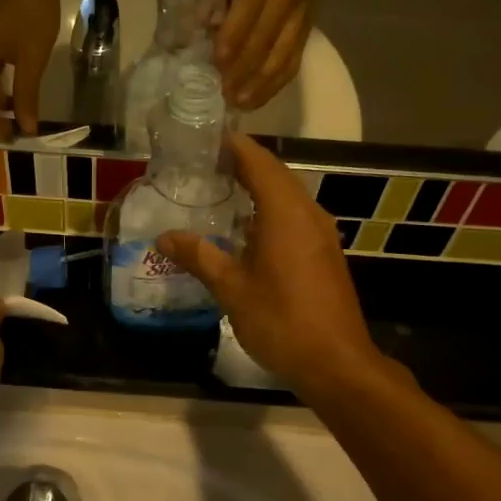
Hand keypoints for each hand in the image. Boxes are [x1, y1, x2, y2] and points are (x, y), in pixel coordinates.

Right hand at [156, 134, 380, 393]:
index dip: (235, 146)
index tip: (208, 138)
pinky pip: (296, 216)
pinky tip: (248, 229)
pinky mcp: (325, 254)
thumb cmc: (281, 321)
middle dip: (244, 164)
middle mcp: (308, 214)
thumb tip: (164, 237)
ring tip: (223, 189)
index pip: (259, 162)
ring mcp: (322, 234)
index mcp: (286, 214)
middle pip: (277, 175)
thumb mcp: (232, 289)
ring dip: (259, 187)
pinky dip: (271, 210)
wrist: (336, 363)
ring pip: (289, 196)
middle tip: (206, 163)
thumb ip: (199, 256)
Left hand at [213, 0, 322, 110]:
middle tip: (224, 93)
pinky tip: (260, 98)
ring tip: (240, 103)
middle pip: (264, 39)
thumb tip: (207, 28)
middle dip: (243, 70)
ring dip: (260, 84)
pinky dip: (277, 83)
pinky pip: (294, 61)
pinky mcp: (308, 30)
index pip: (248, 10)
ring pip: (282, 55)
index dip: (233, 39)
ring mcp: (300, 16)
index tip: (217, 63)